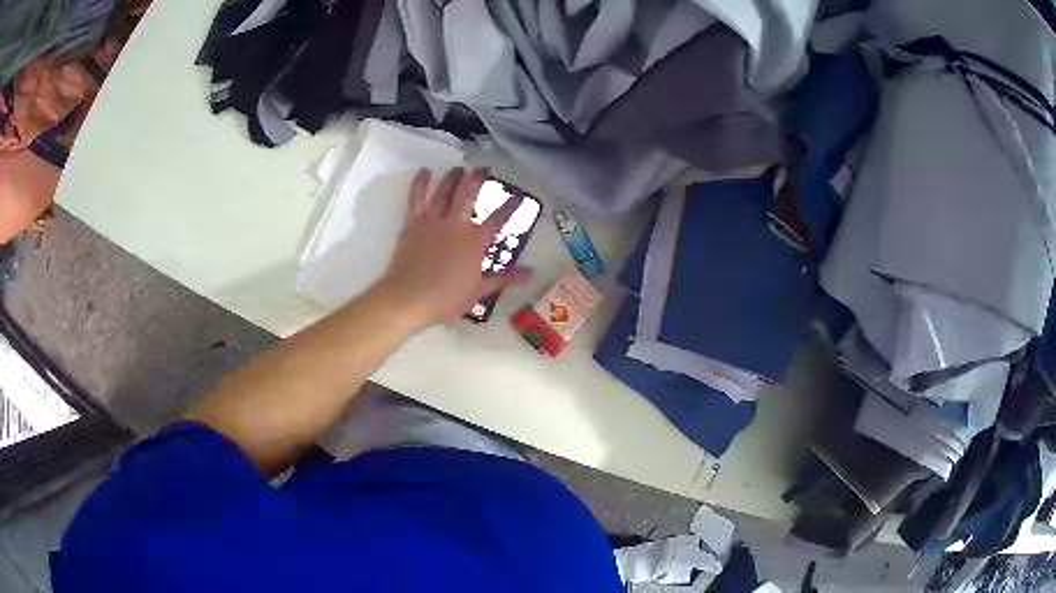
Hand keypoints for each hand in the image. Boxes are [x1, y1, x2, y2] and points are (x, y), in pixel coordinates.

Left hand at [377, 167, 532, 326]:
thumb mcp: (479, 292)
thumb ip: (504, 279)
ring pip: (444, 191)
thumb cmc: (446, 299)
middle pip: (468, 194)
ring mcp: (432, 221)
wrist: (409, 297)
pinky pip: (416, 198)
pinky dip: (420, 183)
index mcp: (475, 242)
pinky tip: (424, 172)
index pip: (497, 220)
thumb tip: (531, 275)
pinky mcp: (413, 223)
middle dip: (478, 178)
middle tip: (484, 169)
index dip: (509, 207)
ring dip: (452, 177)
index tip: (517, 196)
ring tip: (459, 168)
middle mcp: (456, 225)